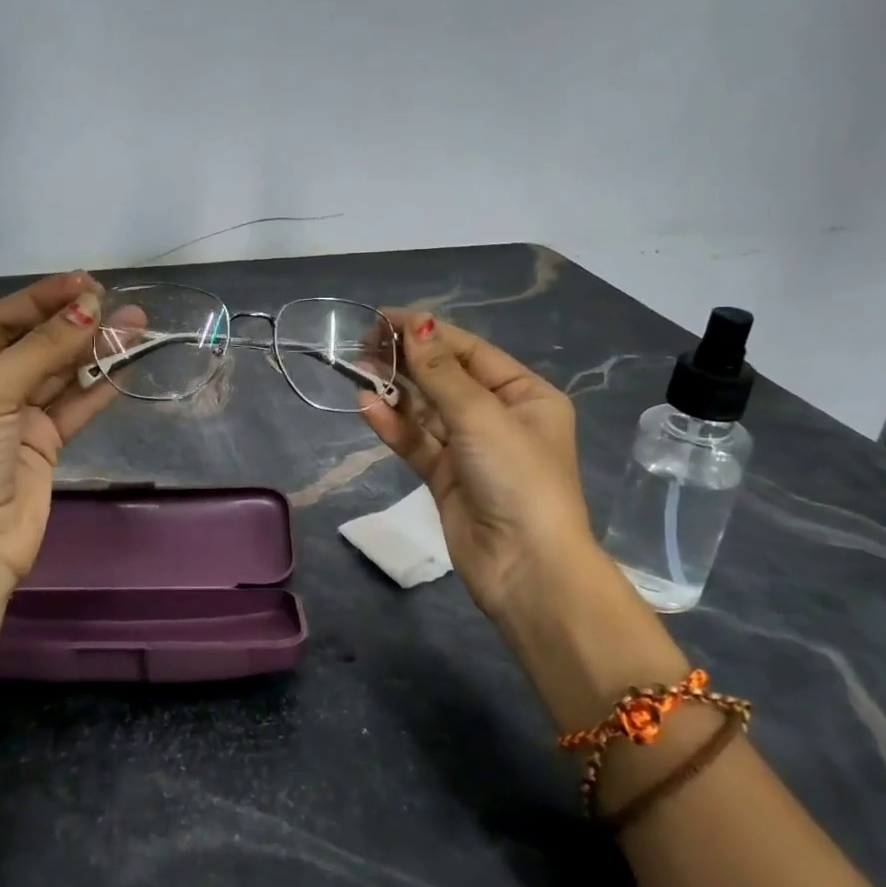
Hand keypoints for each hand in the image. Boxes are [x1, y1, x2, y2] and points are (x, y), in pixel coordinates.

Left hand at [0, 272, 117, 588]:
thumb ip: (42, 346)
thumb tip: (91, 306)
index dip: (42, 299)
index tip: (86, 282)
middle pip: (32, 343)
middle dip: (74, 323)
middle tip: (117, 302)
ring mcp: (12, 415)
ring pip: (58, 372)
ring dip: (94, 350)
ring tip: (135, 324)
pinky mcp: (42, 441)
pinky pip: (74, 403)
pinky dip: (99, 383)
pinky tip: (127, 361)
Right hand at [359, 312, 599, 628]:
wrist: (526, 569)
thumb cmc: (516, 478)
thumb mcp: (481, 416)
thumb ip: (441, 371)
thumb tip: (415, 323)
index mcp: (526, 396)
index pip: (470, 352)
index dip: (428, 332)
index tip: (384, 317)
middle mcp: (500, 418)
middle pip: (446, 378)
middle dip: (408, 360)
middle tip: (363, 342)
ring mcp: (471, 450)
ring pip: (426, 411)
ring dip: (396, 391)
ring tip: (358, 369)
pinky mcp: (447, 478)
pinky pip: (416, 443)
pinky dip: (393, 426)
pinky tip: (367, 406)